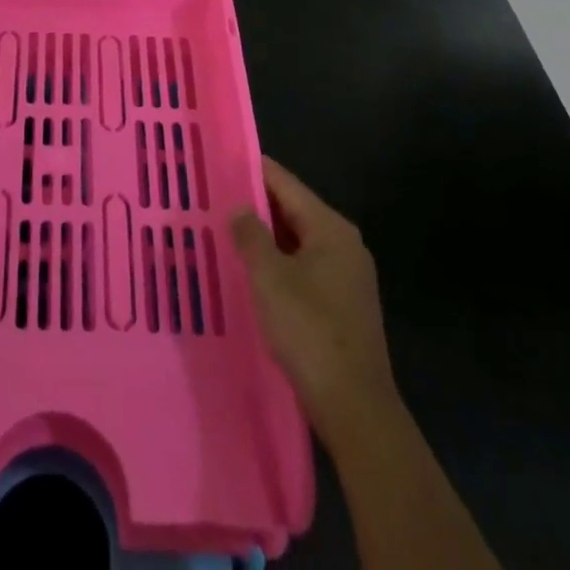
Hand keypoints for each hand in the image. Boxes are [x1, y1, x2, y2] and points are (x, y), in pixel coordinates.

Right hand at [231, 156, 397, 444]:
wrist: (355, 408)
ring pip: (297, 242)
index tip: (220, 161)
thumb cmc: (310, 331)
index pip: (285, 184)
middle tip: (214, 198)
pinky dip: (278, 264)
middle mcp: (344, 245)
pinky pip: (303, 268)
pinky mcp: (342, 305)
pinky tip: (251, 272)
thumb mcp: (270, 277)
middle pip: (293, 211)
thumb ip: (251, 235)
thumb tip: (239, 207)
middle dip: (255, 206)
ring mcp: (346, 277)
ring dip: (265, 238)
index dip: (253, 171)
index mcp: (331, 228)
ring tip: (224, 232)